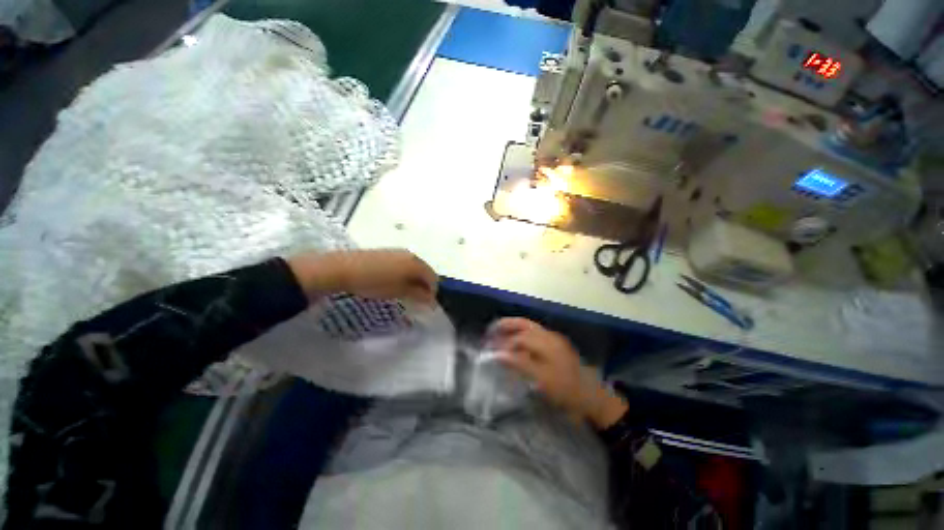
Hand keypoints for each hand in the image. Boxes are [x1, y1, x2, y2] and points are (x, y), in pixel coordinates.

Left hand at [288, 249, 437, 303]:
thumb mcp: (399, 291)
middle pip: (425, 271)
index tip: (428, 305)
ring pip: (414, 267)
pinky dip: (405, 274)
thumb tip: (432, 301)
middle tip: (418, 300)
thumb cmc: (375, 282)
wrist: (344, 268)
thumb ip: (418, 295)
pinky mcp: (388, 252)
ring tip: (406, 292)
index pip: (433, 278)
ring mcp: (399, 252)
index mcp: (416, 263)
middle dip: (424, 286)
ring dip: (415, 280)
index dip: (433, 292)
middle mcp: (411, 254)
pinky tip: (395, 282)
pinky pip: (404, 263)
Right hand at [489, 318, 627, 428]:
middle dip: (507, 325)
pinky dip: (522, 332)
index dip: (504, 344)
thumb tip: (498, 354)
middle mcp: (550, 336)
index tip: (491, 351)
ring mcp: (553, 338)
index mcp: (547, 343)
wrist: (590, 396)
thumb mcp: (542, 380)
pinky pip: (535, 332)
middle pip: (524, 324)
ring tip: (499, 330)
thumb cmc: (566, 390)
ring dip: (513, 326)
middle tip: (491, 330)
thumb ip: (519, 364)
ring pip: (529, 326)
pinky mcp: (555, 343)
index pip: (520, 338)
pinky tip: (515, 339)